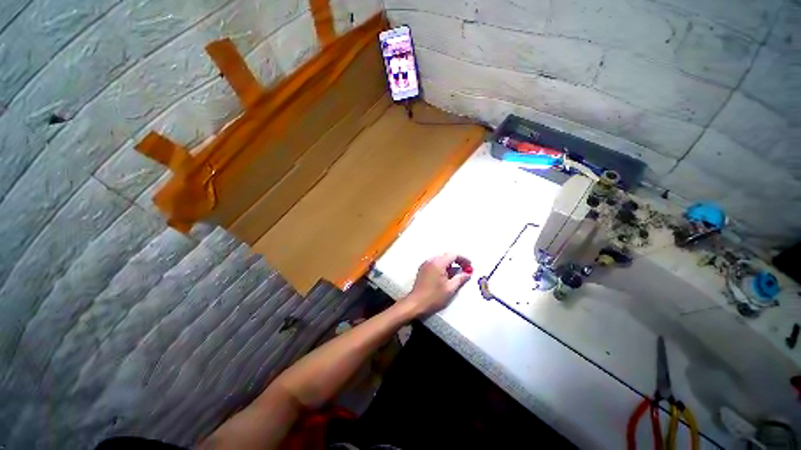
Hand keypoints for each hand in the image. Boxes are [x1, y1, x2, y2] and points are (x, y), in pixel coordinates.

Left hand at [403, 253, 471, 317]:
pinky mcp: (422, 269)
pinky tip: (446, 276)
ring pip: (441, 259)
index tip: (470, 265)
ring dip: (450, 264)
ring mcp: (425, 264)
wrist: (416, 303)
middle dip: (457, 261)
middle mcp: (431, 261)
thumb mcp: (450, 288)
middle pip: (446, 255)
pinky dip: (442, 266)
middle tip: (465, 269)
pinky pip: (435, 263)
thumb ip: (460, 279)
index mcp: (438, 263)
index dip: (463, 259)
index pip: (453, 255)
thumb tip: (467, 273)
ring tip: (456, 274)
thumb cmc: (433, 297)